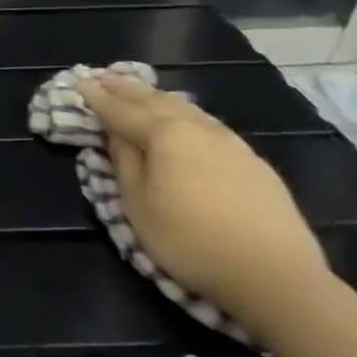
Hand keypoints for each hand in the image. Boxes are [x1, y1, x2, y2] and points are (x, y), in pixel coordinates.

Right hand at [79, 74, 329, 328]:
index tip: (79, 82)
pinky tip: (185, 118)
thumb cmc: (191, 240)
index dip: (96, 97)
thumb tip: (117, 135)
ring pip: (185, 108)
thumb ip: (124, 162)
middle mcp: (196, 127)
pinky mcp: (254, 163)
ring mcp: (230, 143)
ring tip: (141, 91)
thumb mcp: (138, 204)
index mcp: (163, 133)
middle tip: (105, 78)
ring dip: (157, 97)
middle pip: (154, 100)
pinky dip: (185, 113)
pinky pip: (208, 124)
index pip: (120, 109)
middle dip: (126, 89)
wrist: (278, 279)